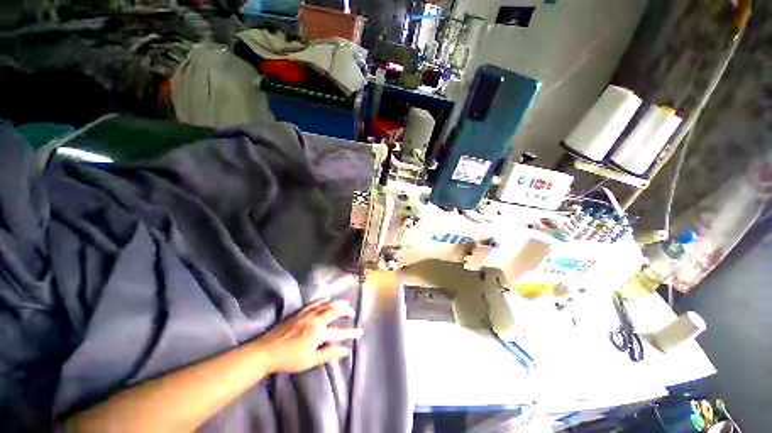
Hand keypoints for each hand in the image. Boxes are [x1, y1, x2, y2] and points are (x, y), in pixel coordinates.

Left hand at [255, 299, 363, 373]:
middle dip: (345, 310)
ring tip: (344, 303)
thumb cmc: (289, 359)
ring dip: (337, 303)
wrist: (267, 351)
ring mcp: (307, 314)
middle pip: (334, 311)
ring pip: (326, 305)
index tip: (360, 332)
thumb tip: (346, 351)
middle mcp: (315, 320)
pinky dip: (323, 300)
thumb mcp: (310, 360)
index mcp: (319, 333)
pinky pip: (314, 303)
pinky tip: (327, 298)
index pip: (340, 332)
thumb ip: (329, 354)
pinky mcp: (300, 312)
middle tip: (352, 312)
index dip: (351, 333)